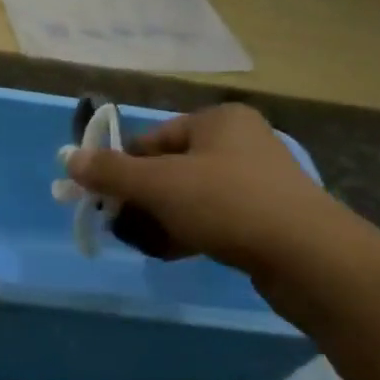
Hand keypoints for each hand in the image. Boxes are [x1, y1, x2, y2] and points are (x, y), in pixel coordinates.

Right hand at [68, 103, 344, 274]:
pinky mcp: (266, 218)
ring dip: (159, 219)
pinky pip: (213, 218)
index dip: (121, 168)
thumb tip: (69, 160)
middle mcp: (238, 143)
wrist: (311, 259)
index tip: (101, 199)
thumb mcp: (160, 185)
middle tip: (117, 225)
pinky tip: (168, 253)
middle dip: (139, 198)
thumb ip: (111, 172)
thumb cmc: (228, 204)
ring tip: (140, 243)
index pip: (151, 139)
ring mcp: (256, 182)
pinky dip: (187, 232)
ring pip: (189, 197)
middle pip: (168, 168)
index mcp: (218, 121)